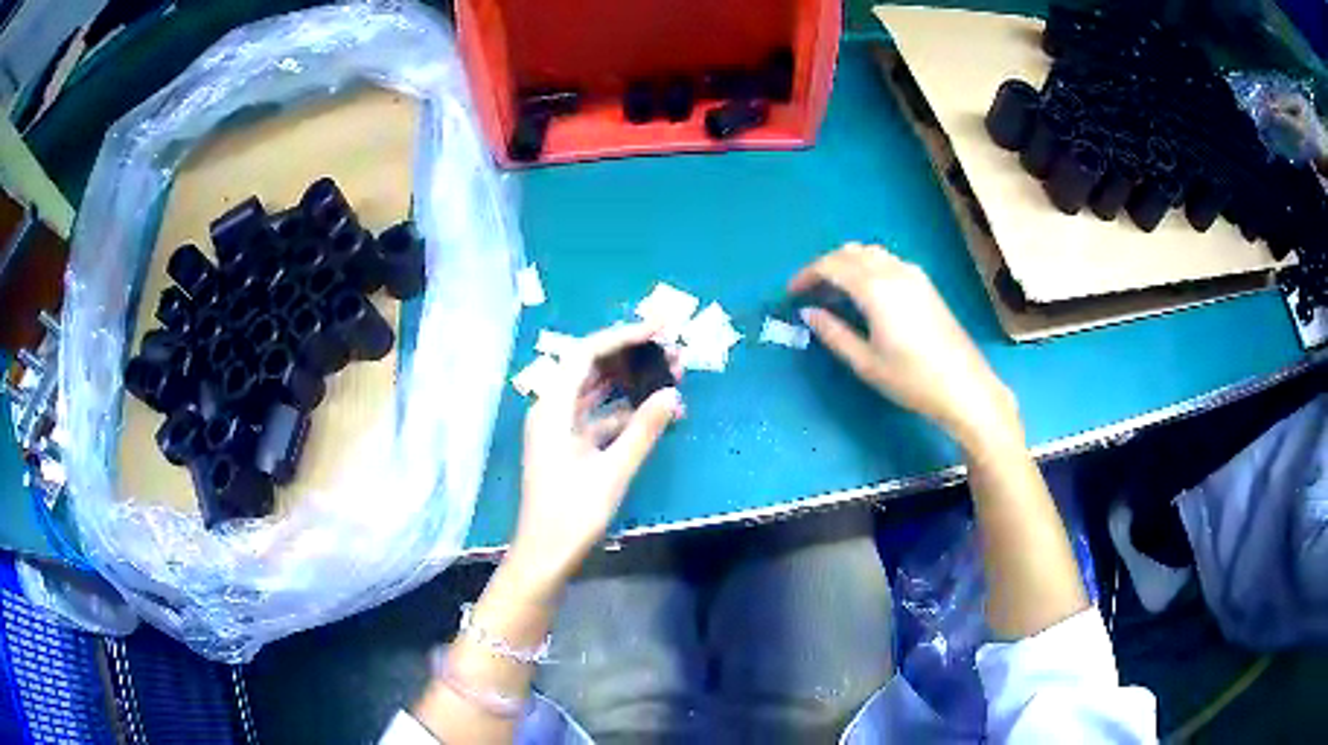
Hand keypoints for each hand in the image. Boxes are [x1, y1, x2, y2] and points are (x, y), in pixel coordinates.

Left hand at [508, 323, 684, 592]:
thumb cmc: (572, 513)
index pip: (586, 354)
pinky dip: (626, 412)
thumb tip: (673, 393)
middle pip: (592, 369)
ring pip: (598, 393)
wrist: (545, 554)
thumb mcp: (612, 470)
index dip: (622, 337)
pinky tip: (657, 413)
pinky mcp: (570, 448)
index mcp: (552, 408)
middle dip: (632, 358)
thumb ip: (643, 429)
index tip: (659, 330)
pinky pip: (600, 417)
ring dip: (631, 384)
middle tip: (673, 353)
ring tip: (672, 376)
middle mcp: (552, 410)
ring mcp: (560, 430)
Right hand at [790, 243, 1020, 453]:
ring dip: (847, 264)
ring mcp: (913, 275)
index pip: (831, 265)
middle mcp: (894, 271)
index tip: (791, 293)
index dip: (806, 275)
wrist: (964, 387)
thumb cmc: (912, 379)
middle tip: (810, 293)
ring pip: (870, 253)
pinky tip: (864, 295)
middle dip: (824, 267)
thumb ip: (833, 333)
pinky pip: (887, 261)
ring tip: (834, 294)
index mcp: (876, 288)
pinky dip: (867, 267)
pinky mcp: (925, 284)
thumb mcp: (865, 362)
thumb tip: (809, 312)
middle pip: (850, 252)